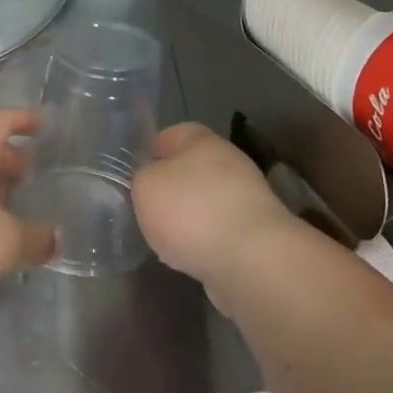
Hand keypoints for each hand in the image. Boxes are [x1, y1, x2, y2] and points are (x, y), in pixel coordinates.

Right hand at [132, 123, 299, 298]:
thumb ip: (142, 178)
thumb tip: (150, 180)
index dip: (152, 150)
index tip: (135, 172)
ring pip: (208, 199)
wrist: (252, 259)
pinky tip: (191, 257)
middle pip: (193, 167)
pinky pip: (222, 230)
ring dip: (191, 215)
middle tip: (148, 207)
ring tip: (166, 238)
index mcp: (202, 140)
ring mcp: (247, 197)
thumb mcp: (146, 186)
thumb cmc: (192, 211)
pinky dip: (207, 240)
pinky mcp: (257, 232)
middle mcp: (228, 161)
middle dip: (172, 186)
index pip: (172, 133)